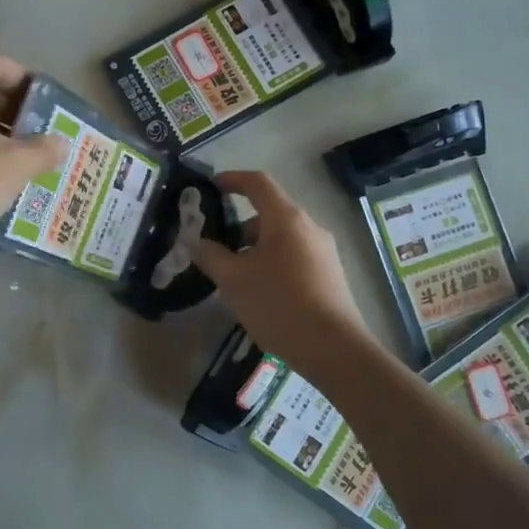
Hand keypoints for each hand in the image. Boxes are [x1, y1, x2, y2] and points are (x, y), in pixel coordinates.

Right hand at [193, 171, 370, 373]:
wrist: (333, 348)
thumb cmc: (278, 304)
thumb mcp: (233, 280)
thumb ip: (210, 255)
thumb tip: (196, 242)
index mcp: (286, 219)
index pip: (258, 183)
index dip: (232, 179)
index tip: (212, 187)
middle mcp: (309, 227)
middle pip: (269, 213)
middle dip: (238, 228)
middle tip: (215, 249)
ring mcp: (323, 251)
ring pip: (281, 238)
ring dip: (254, 249)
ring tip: (234, 278)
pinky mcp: (330, 274)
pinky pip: (294, 256)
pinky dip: (271, 263)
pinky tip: (259, 293)